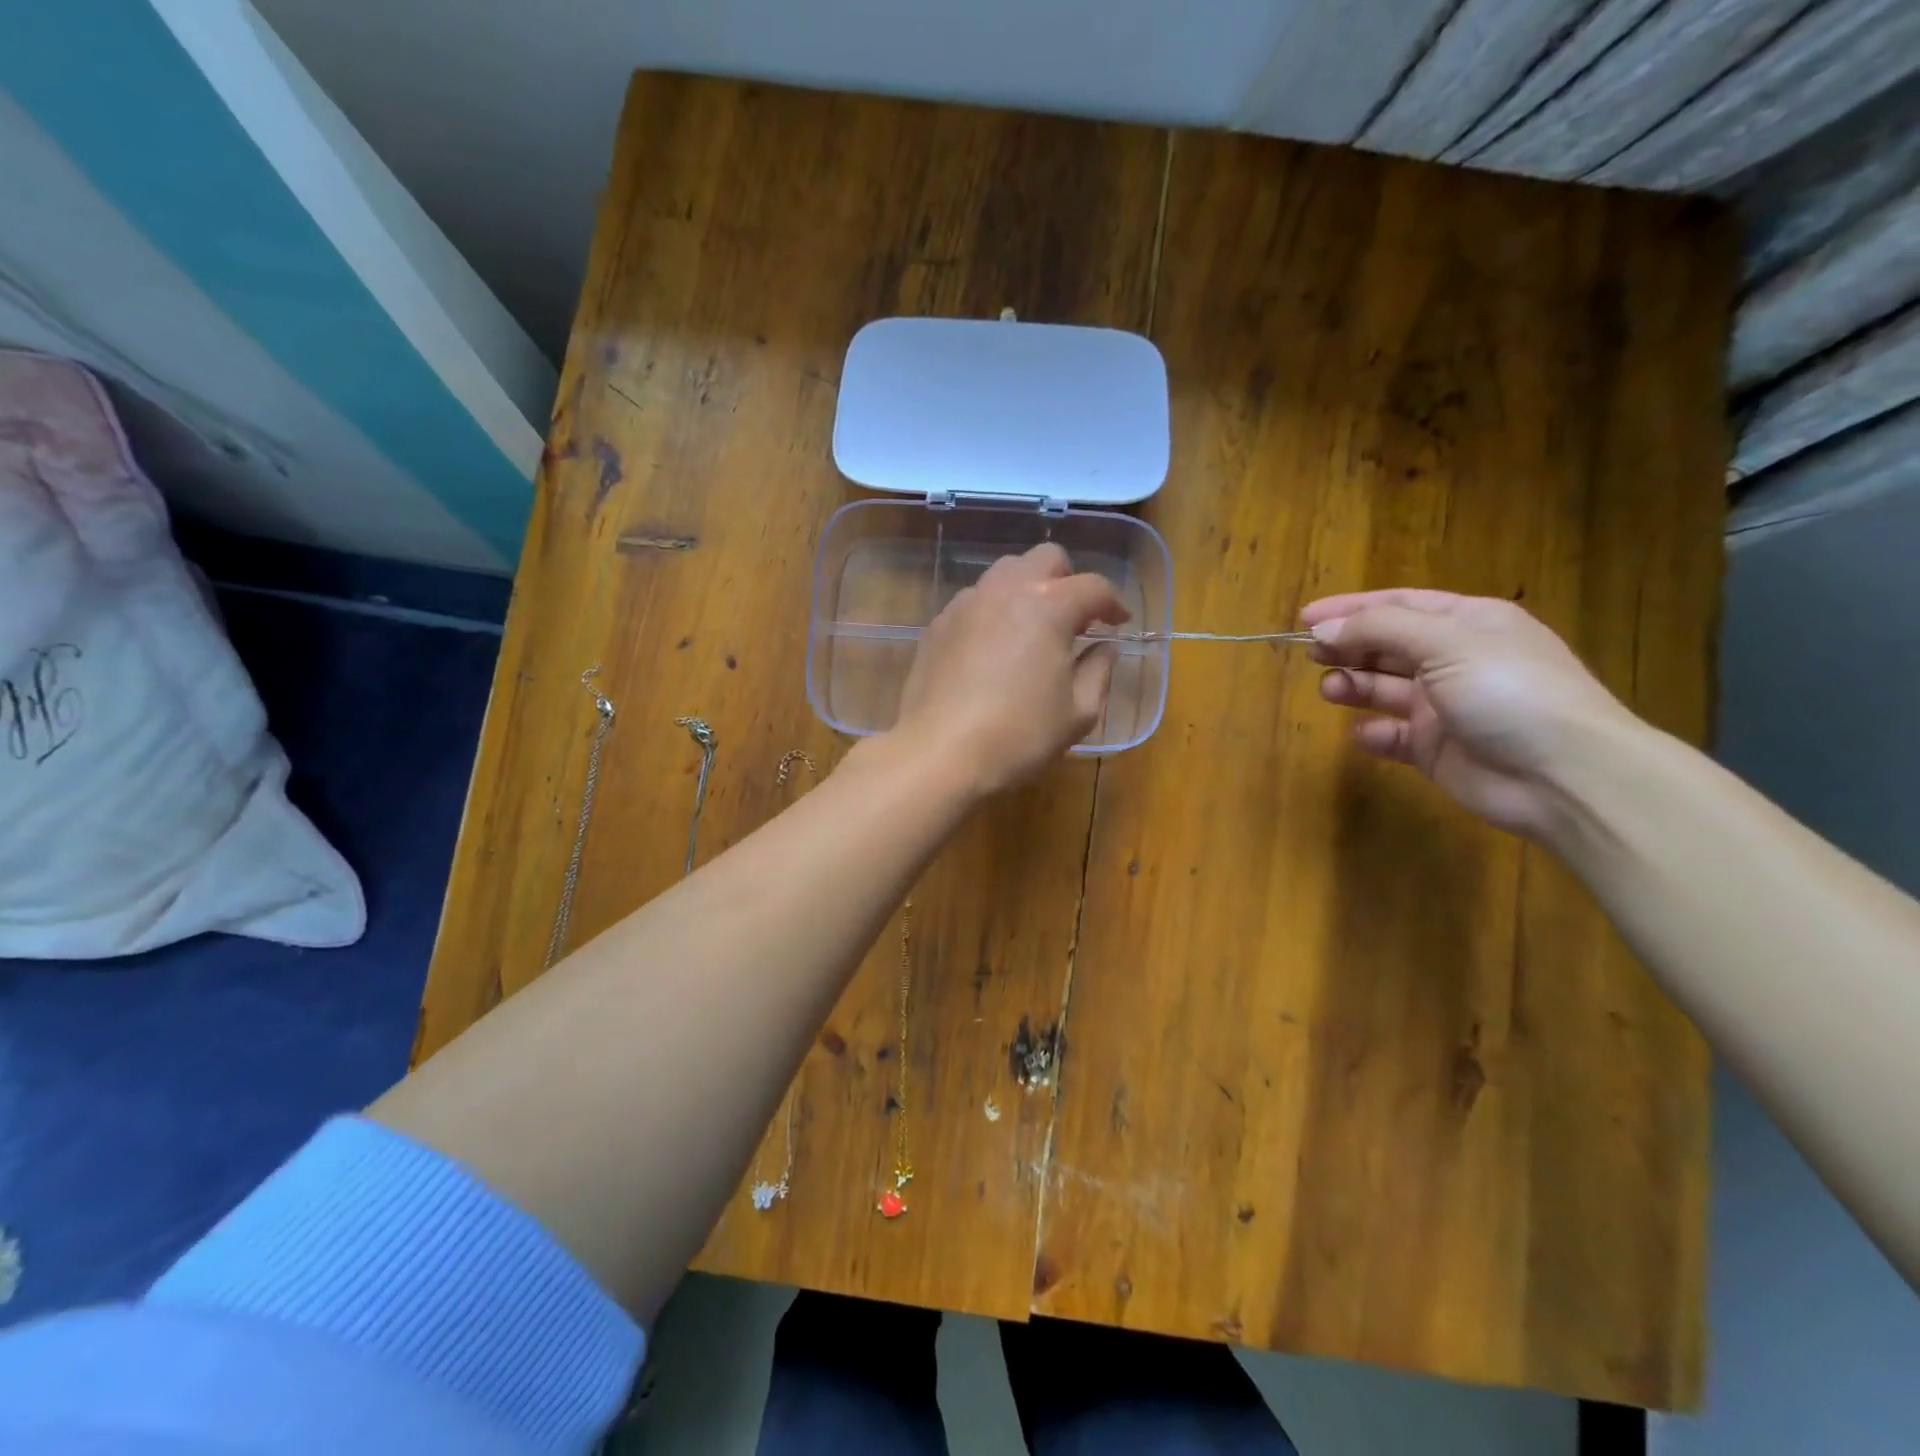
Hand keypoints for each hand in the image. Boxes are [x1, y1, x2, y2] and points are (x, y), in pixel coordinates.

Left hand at [890, 543, 1129, 794]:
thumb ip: (1098, 671)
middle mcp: (1006, 590)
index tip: (1119, 623)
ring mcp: (966, 604)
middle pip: (1045, 559)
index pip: (1093, 587)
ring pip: (1005, 573)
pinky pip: (975, 601)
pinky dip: (995, 611)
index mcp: (1049, 605)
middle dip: (1068, 580)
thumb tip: (1105, 648)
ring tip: (1034, 628)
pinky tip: (995, 647)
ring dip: (1028, 590)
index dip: (1113, 603)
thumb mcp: (1077, 713)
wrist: (939, 754)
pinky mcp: (938, 624)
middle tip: (1076, 618)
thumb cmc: (1018, 736)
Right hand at [1302, 589, 1641, 839]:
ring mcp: (1444, 707)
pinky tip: (1364, 732)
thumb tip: (1324, 629)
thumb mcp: (1447, 643)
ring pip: (1384, 688)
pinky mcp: (1435, 749)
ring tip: (1330, 690)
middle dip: (1348, 647)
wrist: (1563, 775)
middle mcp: (1455, 660)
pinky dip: (1373, 732)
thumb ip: (1380, 630)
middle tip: (1311, 655)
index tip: (1305, 617)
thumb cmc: (1510, 691)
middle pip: (1387, 645)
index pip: (1399, 605)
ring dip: (1353, 685)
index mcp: (1468, 624)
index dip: (1351, 608)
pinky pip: (1392, 735)